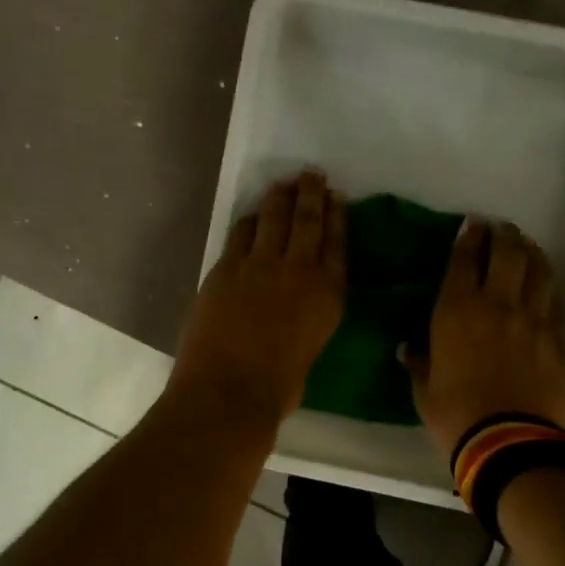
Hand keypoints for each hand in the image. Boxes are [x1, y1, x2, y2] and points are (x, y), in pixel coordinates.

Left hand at [171, 170, 345, 428]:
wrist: (229, 390)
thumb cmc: (276, 388)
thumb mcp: (310, 349)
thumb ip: (307, 321)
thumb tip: (293, 313)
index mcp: (329, 296)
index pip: (337, 244)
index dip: (337, 217)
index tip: (337, 197)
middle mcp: (299, 271)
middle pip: (308, 221)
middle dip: (311, 194)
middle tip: (312, 175)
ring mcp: (260, 265)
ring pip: (274, 218)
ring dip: (280, 197)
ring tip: (284, 184)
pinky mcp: (227, 267)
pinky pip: (242, 233)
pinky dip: (250, 220)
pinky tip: (253, 214)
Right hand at [405, 220, 564, 460]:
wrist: (509, 444)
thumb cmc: (455, 415)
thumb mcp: (424, 389)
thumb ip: (419, 361)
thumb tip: (409, 347)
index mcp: (457, 311)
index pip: (464, 260)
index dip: (468, 238)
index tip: (472, 225)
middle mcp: (497, 305)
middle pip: (507, 253)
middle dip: (503, 234)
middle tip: (500, 228)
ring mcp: (533, 320)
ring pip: (539, 271)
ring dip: (531, 252)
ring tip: (526, 246)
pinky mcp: (559, 340)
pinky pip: (556, 303)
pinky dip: (548, 289)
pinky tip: (545, 288)